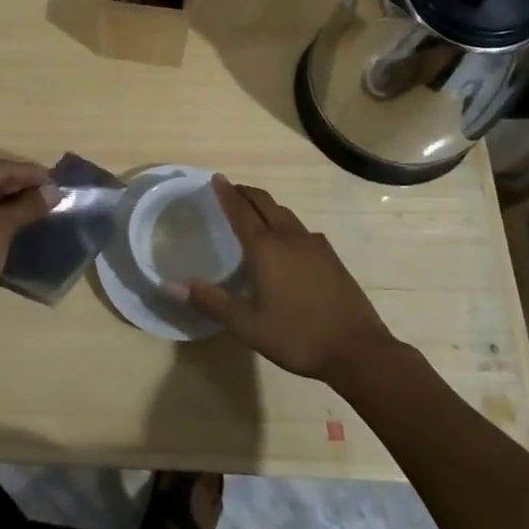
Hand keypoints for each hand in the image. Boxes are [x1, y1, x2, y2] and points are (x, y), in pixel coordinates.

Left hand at [0, 159, 56, 325]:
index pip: (0, 168)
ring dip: (12, 200)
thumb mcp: (2, 227)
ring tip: (41, 204)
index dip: (30, 173)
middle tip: (52, 192)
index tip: (57, 180)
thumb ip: (28, 205)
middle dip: (22, 186)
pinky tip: (20, 217)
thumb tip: (54, 192)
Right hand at [176, 175, 394, 383]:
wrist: (359, 350)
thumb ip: (211, 301)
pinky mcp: (332, 258)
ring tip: (254, 213)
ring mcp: (315, 246)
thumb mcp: (247, 325)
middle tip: (232, 190)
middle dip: (247, 194)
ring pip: (285, 215)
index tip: (216, 178)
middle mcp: (290, 238)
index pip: (241, 211)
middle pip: (265, 204)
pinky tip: (287, 243)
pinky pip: (301, 230)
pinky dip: (285, 225)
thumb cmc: (297, 336)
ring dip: (267, 207)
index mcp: (266, 248)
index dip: (227, 194)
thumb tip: (170, 284)